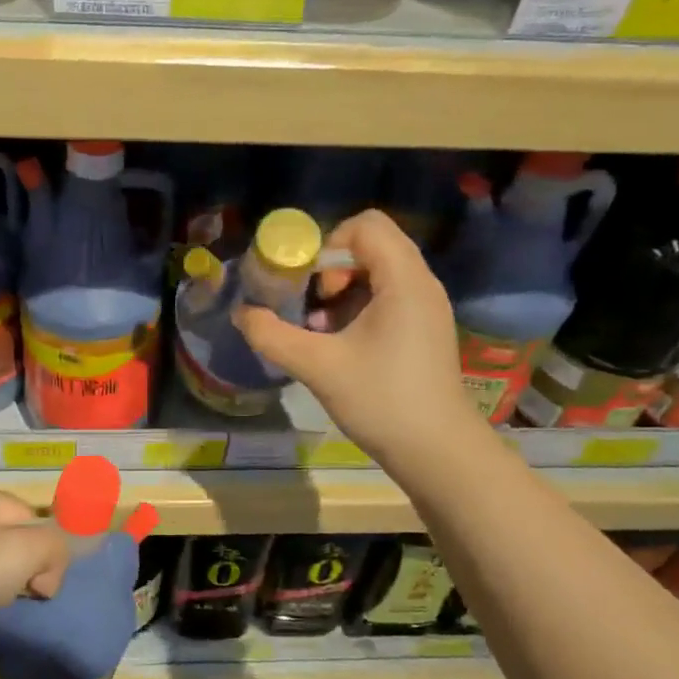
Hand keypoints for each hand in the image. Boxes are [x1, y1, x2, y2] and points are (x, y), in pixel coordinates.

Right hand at [233, 209, 476, 465]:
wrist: (437, 452)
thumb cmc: (381, 400)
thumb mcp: (318, 366)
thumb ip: (272, 335)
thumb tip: (241, 313)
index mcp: (403, 280)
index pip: (365, 226)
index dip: (326, 243)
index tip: (303, 280)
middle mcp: (420, 283)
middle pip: (369, 246)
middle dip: (329, 269)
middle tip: (308, 305)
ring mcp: (425, 307)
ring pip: (376, 273)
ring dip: (340, 291)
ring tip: (318, 329)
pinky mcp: (423, 329)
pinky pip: (387, 297)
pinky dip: (357, 308)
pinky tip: (338, 344)